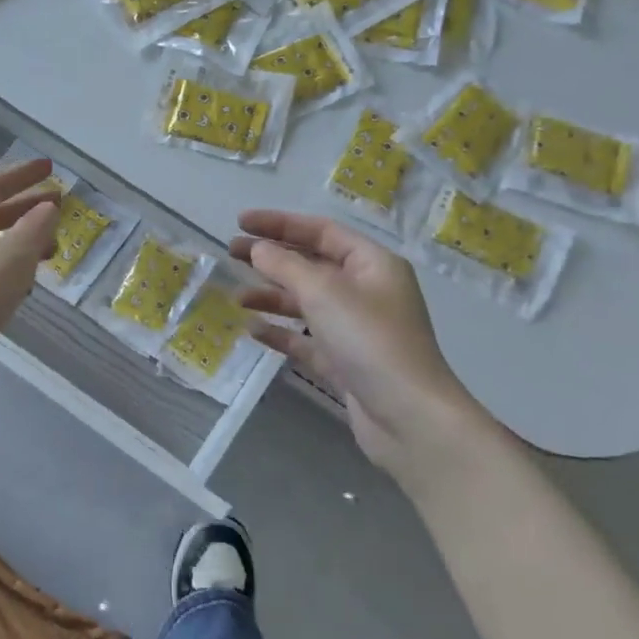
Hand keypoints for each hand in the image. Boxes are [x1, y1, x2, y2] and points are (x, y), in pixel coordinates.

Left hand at [0, 158, 59, 411]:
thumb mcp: (10, 258)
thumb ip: (34, 228)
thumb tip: (48, 209)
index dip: (23, 175)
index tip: (51, 169)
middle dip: (25, 209)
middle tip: (59, 207)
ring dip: (20, 242)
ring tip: (52, 247)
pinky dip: (9, 270)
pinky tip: (27, 284)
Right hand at [231, 210, 487, 479]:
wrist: (408, 416)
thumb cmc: (370, 340)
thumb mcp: (324, 293)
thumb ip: (286, 266)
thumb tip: (257, 249)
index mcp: (372, 264)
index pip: (322, 232)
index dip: (280, 224)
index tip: (241, 222)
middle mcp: (366, 291)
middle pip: (312, 265)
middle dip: (272, 258)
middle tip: (231, 253)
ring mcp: (356, 329)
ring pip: (307, 303)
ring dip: (272, 296)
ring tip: (236, 297)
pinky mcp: (345, 363)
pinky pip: (307, 339)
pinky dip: (282, 333)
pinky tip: (254, 330)